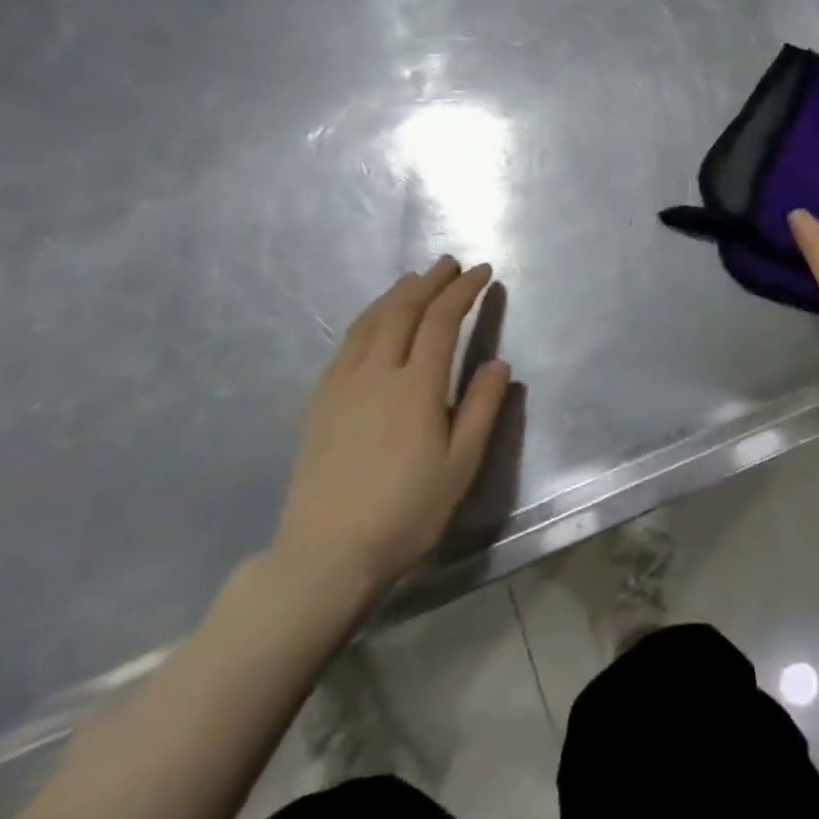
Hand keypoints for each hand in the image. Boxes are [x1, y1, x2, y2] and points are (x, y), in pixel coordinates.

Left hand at [271, 258, 512, 614]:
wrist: (325, 555)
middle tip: (449, 263)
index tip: (482, 272)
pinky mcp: (320, 402)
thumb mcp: (460, 466)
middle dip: (429, 281)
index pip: (442, 321)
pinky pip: (345, 343)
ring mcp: (342, 385)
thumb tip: (499, 363)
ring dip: (395, 293)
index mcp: (415, 386)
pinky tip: (372, 322)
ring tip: (414, 279)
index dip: (463, 291)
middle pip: (403, 310)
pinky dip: (366, 319)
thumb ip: (481, 409)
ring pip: (369, 321)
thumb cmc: (406, 512)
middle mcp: (376, 373)